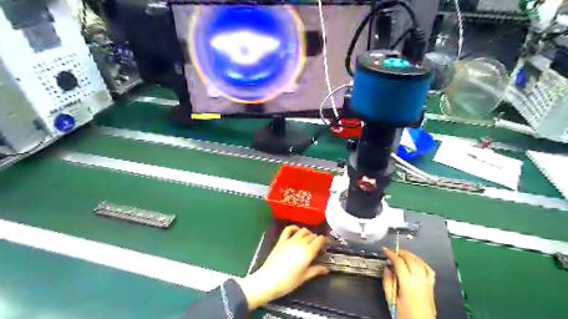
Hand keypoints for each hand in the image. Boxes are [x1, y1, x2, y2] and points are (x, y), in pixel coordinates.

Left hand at [238, 226, 328, 309]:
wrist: (269, 280)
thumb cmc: (288, 281)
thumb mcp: (304, 277)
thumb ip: (316, 270)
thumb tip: (326, 269)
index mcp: (308, 252)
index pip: (319, 240)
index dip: (324, 240)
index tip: (325, 244)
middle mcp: (301, 243)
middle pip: (312, 235)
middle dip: (316, 238)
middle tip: (317, 245)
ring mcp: (290, 240)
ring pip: (302, 231)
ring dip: (307, 233)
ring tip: (308, 239)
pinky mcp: (281, 240)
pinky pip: (288, 229)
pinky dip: (294, 227)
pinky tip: (297, 230)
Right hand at [384, 248, 435, 317]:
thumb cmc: (405, 316)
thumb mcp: (391, 300)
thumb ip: (388, 283)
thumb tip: (387, 269)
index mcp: (408, 284)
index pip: (399, 262)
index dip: (391, 254)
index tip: (385, 250)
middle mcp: (419, 281)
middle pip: (411, 259)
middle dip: (401, 252)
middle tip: (393, 251)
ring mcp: (427, 283)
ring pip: (420, 262)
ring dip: (411, 255)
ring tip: (403, 254)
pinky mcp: (431, 287)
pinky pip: (429, 270)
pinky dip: (422, 263)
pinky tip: (417, 262)